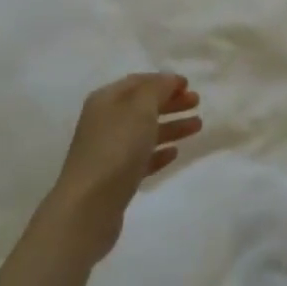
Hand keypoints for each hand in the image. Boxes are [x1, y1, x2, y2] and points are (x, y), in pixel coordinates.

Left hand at [44, 73, 201, 262]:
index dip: (163, 81)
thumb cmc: (116, 148)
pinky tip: (174, 153)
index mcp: (106, 100)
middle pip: (142, 106)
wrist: (89, 206)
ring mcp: (109, 151)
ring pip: (144, 132)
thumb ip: (156, 89)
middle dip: (170, 102)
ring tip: (197, 126)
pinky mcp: (116, 178)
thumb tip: (168, 79)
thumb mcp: (139, 108)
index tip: (189, 84)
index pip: (138, 82)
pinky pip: (141, 158)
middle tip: (197, 103)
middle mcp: (105, 121)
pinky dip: (159, 152)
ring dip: (171, 126)